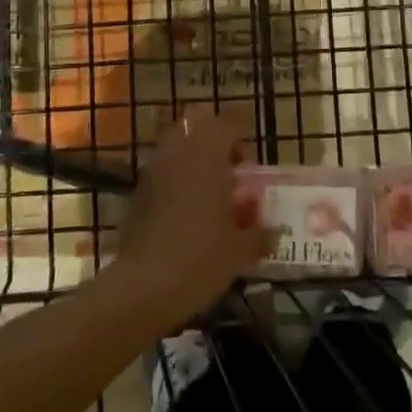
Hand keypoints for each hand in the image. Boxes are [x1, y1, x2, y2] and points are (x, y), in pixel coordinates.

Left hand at [113, 104, 275, 322]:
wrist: (143, 287)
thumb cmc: (200, 258)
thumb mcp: (240, 251)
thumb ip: (259, 234)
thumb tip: (274, 231)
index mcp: (208, 155)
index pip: (227, 124)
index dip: (241, 136)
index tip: (249, 161)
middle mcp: (179, 153)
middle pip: (195, 124)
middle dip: (212, 138)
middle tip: (227, 167)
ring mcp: (153, 170)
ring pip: (174, 146)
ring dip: (191, 158)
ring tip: (206, 189)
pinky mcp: (136, 193)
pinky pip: (160, 172)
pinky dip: (173, 180)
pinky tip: (183, 211)